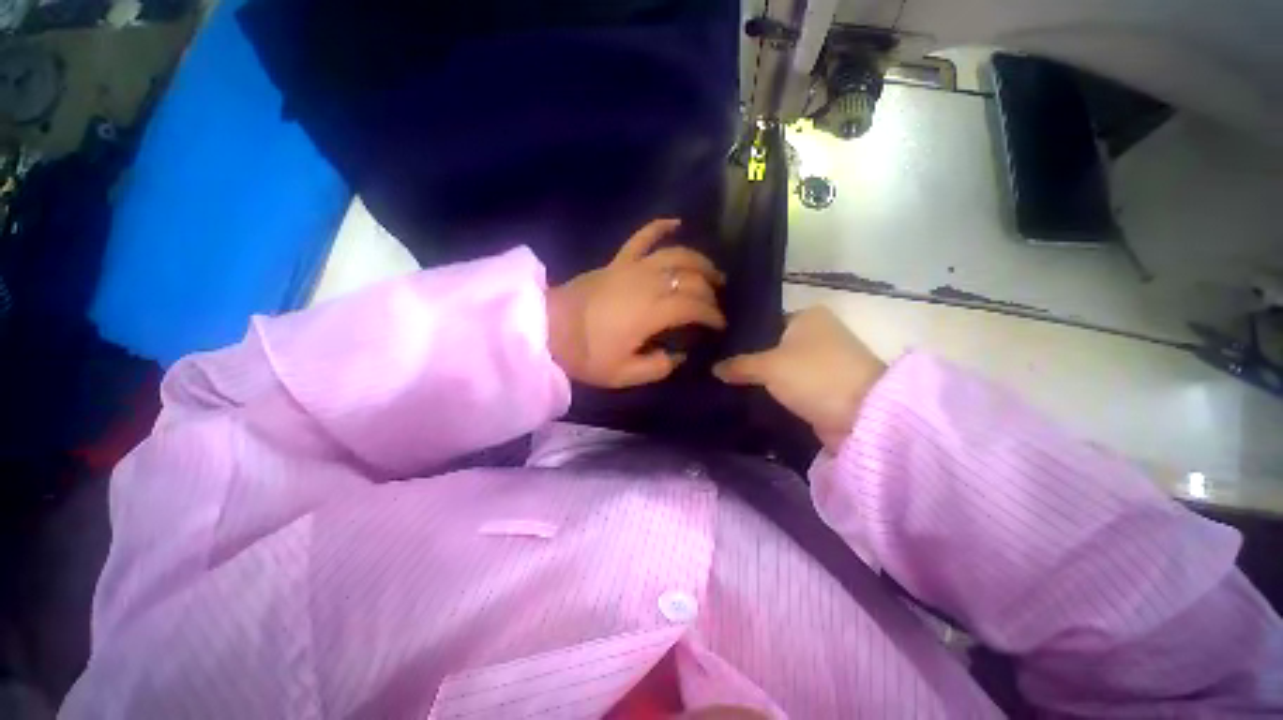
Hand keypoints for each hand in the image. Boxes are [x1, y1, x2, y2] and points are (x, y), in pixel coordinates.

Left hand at [547, 219, 726, 388]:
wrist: (548, 329)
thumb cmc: (585, 354)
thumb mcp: (623, 375)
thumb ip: (657, 367)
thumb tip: (678, 355)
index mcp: (651, 312)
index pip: (694, 306)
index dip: (712, 315)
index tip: (720, 325)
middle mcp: (648, 283)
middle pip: (690, 279)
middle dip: (710, 291)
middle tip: (717, 304)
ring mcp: (632, 267)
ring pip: (676, 255)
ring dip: (699, 261)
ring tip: (713, 272)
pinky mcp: (618, 261)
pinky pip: (642, 237)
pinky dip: (660, 227)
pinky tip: (677, 223)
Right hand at [713, 307, 885, 450]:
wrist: (862, 416)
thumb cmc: (814, 375)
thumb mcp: (769, 366)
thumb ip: (739, 365)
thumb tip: (714, 368)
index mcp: (808, 317)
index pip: (764, 322)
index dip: (742, 337)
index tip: (718, 351)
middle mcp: (818, 334)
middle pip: (772, 346)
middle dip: (750, 360)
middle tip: (720, 369)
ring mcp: (823, 362)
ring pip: (782, 368)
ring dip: (763, 378)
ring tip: (729, 384)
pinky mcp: (825, 387)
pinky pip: (792, 385)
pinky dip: (777, 392)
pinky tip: (751, 397)